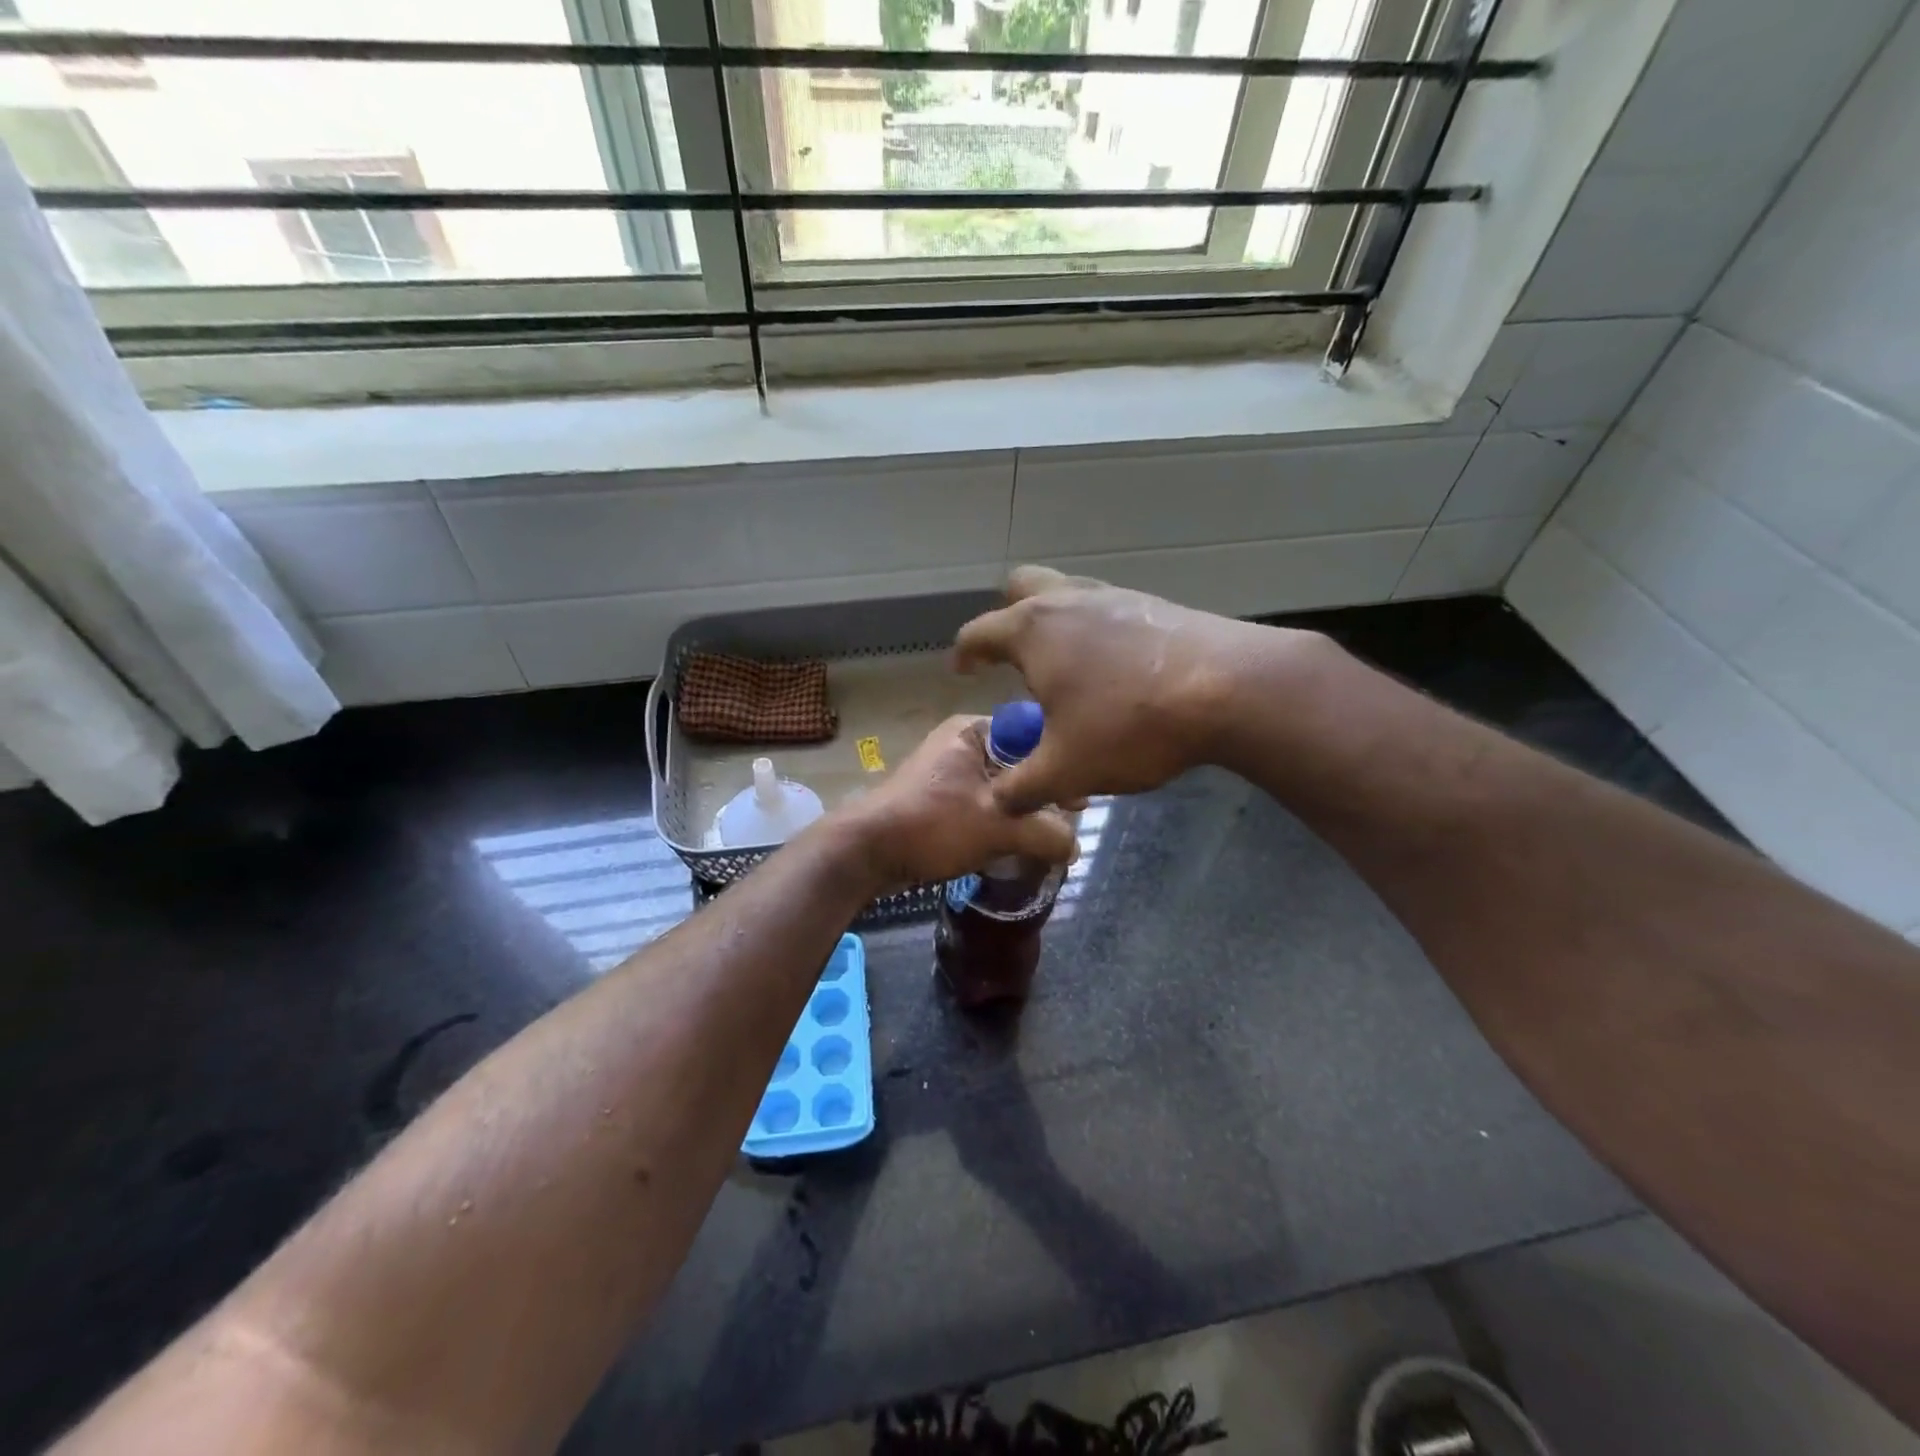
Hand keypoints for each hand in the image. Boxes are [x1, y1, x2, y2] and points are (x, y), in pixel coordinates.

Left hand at [836, 715, 1078, 890]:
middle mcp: (959, 743)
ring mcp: (945, 770)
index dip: (1059, 764)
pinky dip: (1000, 818)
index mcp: (973, 732)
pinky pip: (981, 801)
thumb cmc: (932, 824)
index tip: (1082, 797)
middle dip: (1043, 791)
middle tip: (1071, 818)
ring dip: (1023, 808)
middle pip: (1017, 761)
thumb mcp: (997, 827)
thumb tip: (1075, 846)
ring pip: (1000, 784)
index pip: (1032, 734)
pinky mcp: (936, 797)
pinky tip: (1016, 841)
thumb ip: (1044, 833)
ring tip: (1048, 834)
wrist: (866, 851)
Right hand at [954, 565, 1325, 811]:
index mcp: (1033, 631)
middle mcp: (1068, 600)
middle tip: (1011, 655)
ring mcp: (1114, 595)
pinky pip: (1107, 607)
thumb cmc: (1130, 725)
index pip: (979, 632)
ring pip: (1068, 591)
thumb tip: (999, 803)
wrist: (1231, 690)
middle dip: (1007, 616)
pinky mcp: (1154, 604)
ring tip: (1064, 665)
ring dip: (1055, 621)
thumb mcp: (1066, 770)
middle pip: (1021, 587)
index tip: (960, 669)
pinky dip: (1096, 629)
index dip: (963, 653)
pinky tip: (1114, 668)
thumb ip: (1022, 789)